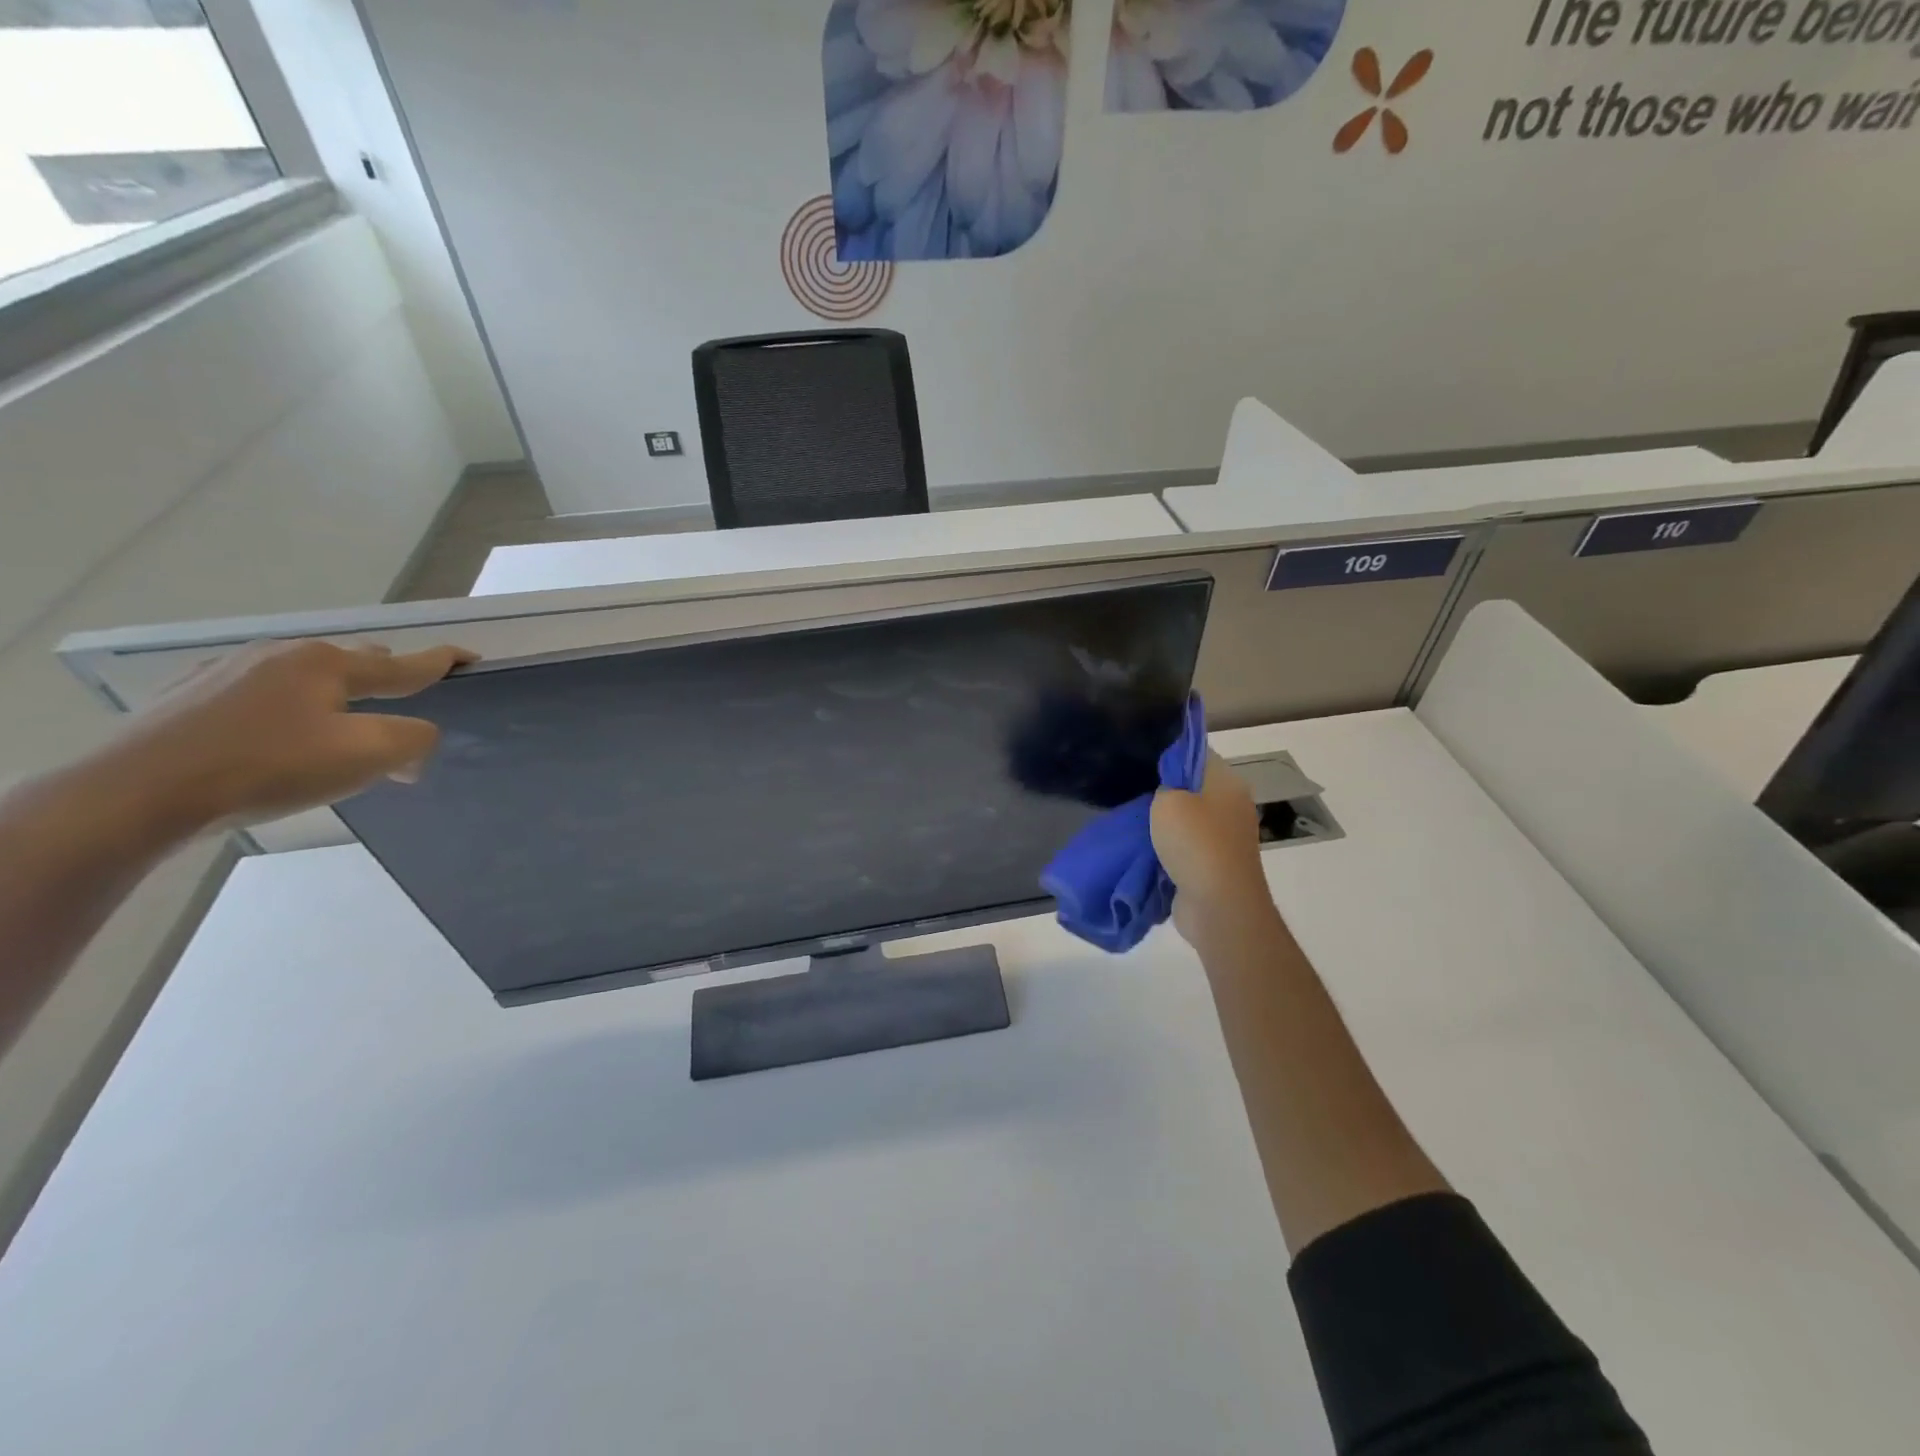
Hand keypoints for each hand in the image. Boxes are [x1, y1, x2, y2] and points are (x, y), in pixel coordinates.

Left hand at [97, 640, 475, 835]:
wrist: (135, 794)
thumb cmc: (267, 768)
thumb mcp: (365, 756)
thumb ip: (412, 740)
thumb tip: (416, 740)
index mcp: (328, 663)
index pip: (404, 663)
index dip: (443, 662)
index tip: (470, 657)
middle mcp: (281, 655)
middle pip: (355, 663)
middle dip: (385, 683)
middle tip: (398, 718)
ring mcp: (229, 672)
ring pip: (306, 679)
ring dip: (334, 702)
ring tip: (336, 738)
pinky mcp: (189, 698)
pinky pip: (263, 696)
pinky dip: (288, 713)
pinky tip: (274, 745)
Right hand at [1151, 752, 1276, 945]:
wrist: (1219, 905)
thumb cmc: (1195, 842)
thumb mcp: (1167, 800)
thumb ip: (1163, 785)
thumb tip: (1166, 789)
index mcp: (1227, 782)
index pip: (1196, 754)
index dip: (1169, 755)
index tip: (1141, 762)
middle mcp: (1232, 805)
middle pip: (1192, 788)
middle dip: (1163, 792)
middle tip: (1132, 793)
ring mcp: (1226, 837)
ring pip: (1188, 819)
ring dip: (1164, 824)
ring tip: (1134, 822)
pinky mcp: (1217, 864)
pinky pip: (1187, 847)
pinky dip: (1169, 849)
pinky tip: (1146, 850)